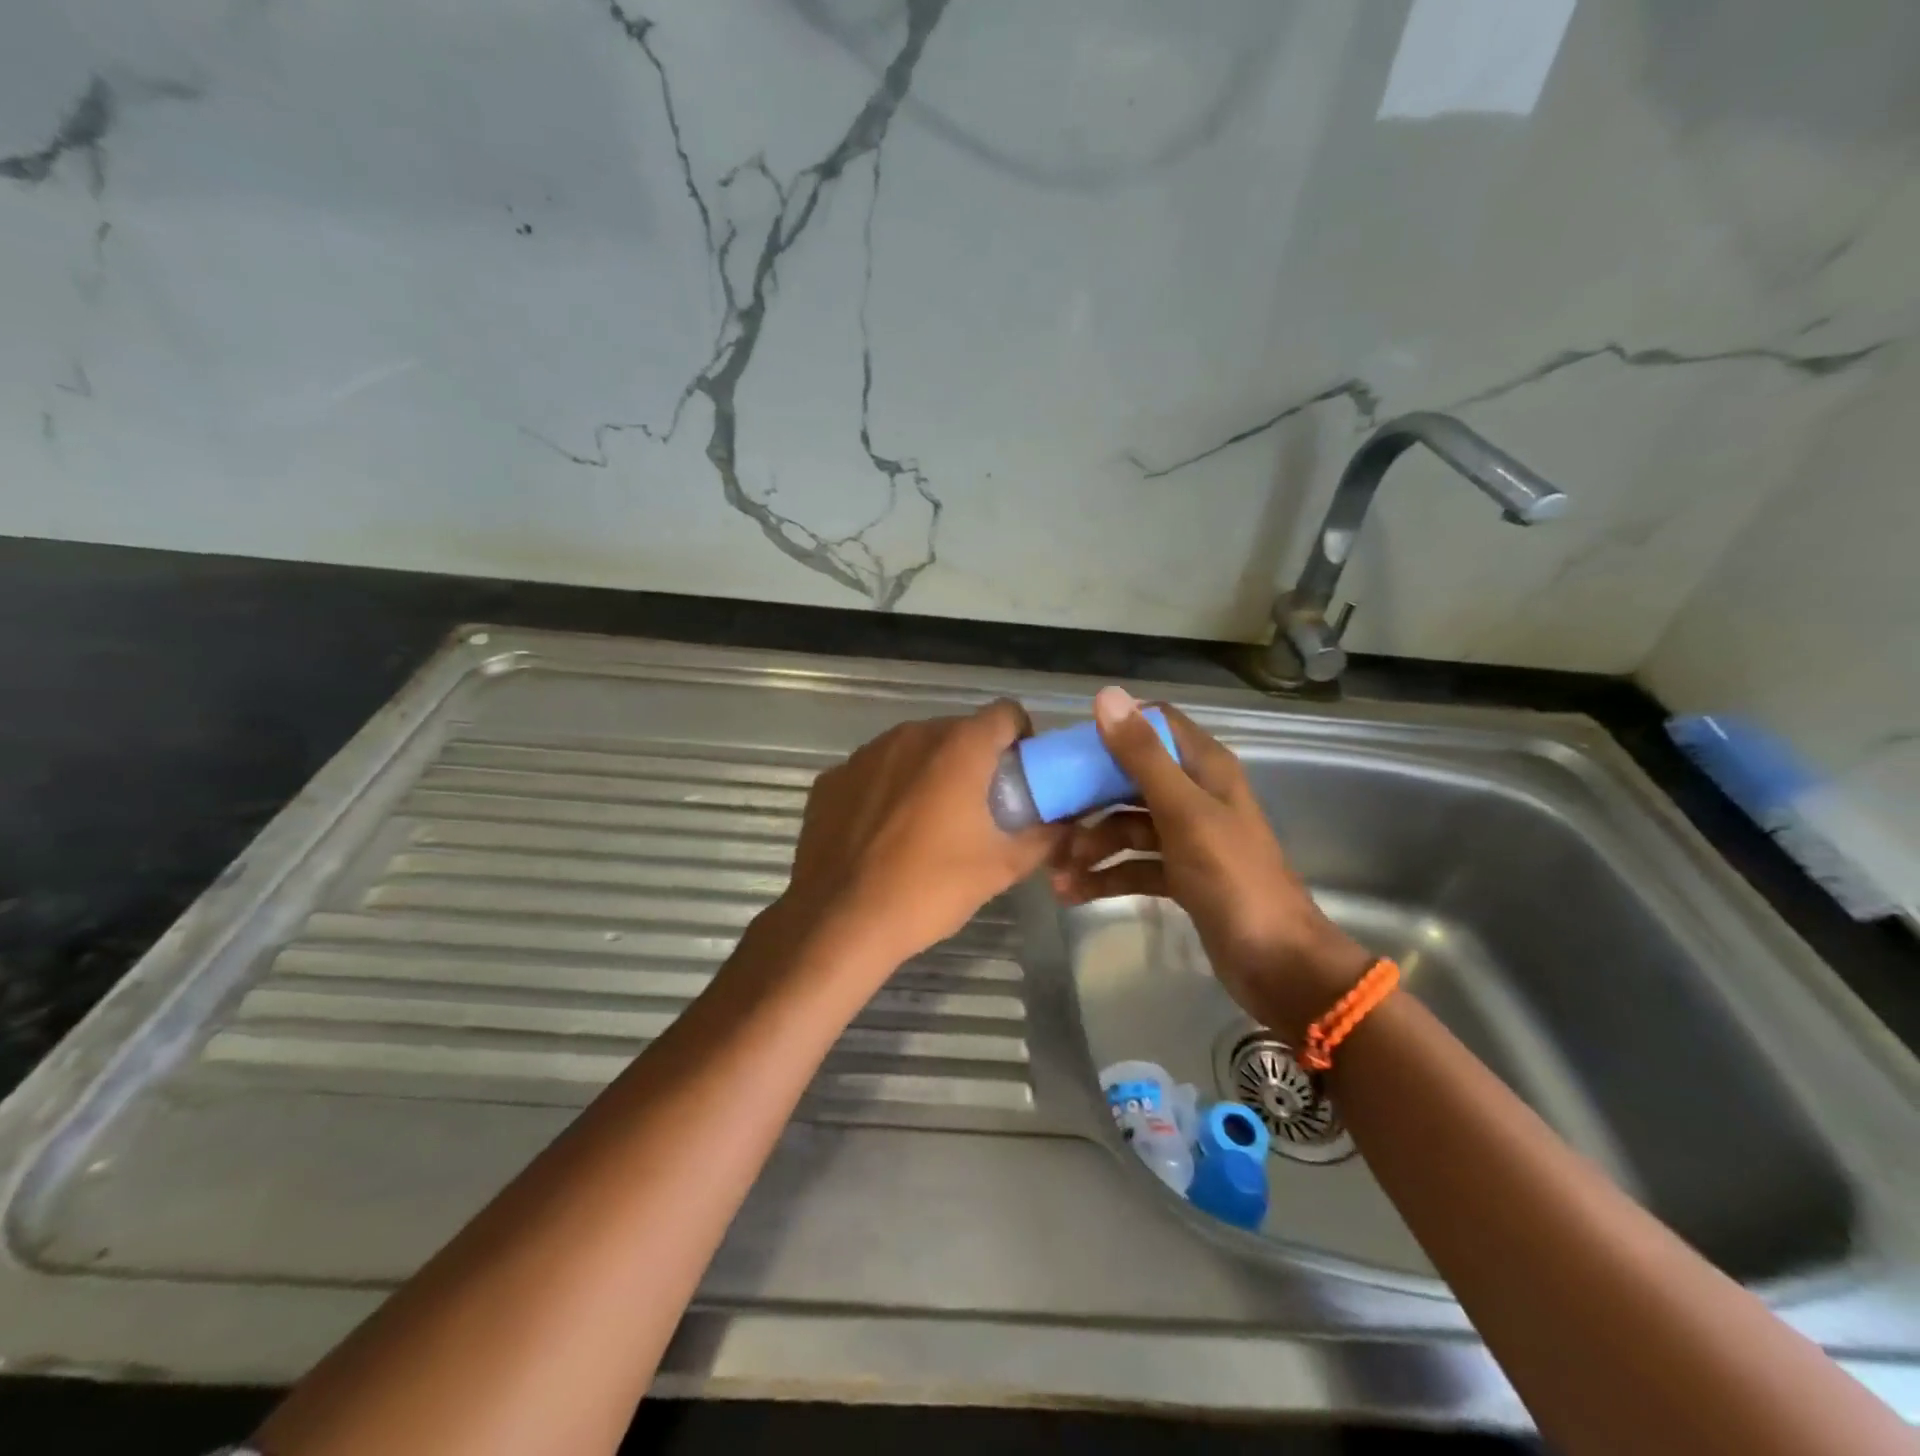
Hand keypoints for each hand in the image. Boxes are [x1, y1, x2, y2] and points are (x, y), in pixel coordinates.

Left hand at [773, 699, 1066, 983]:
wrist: (840, 921)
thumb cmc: (930, 888)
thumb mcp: (1001, 867)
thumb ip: (1044, 838)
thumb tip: (1066, 826)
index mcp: (958, 746)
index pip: (1005, 713)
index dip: (1021, 738)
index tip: (1022, 775)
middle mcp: (911, 735)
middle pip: (958, 731)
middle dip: (975, 759)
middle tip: (981, 806)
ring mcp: (865, 754)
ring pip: (913, 749)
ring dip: (930, 771)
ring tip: (930, 821)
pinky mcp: (832, 778)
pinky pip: (875, 771)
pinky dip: (888, 789)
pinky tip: (884, 832)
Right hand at [1050, 687, 1371, 1038]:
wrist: (1277, 963)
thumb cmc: (1233, 878)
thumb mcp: (1184, 813)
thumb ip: (1143, 757)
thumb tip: (1106, 696)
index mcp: (1205, 768)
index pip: (1155, 725)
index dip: (1114, 730)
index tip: (1069, 749)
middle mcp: (1195, 795)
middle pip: (1131, 779)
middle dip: (1089, 799)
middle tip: (1049, 817)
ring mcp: (1187, 837)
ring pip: (1127, 827)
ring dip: (1092, 846)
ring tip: (1057, 871)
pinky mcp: (1180, 875)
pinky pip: (1134, 865)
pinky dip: (1106, 876)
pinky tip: (1072, 893)